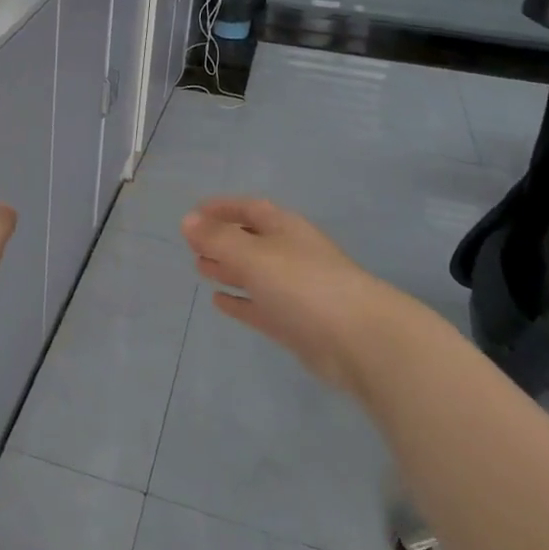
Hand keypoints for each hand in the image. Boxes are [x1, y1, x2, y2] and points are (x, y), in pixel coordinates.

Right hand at [181, 196, 406, 396]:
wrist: (361, 341)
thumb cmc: (304, 285)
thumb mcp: (254, 255)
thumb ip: (218, 238)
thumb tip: (187, 220)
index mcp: (286, 229)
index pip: (250, 208)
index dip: (223, 207)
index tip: (194, 212)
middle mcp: (291, 255)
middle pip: (252, 240)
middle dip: (222, 239)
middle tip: (191, 244)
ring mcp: (295, 290)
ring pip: (254, 274)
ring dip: (228, 269)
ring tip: (199, 268)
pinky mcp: (295, 324)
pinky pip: (260, 307)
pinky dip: (240, 301)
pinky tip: (219, 301)